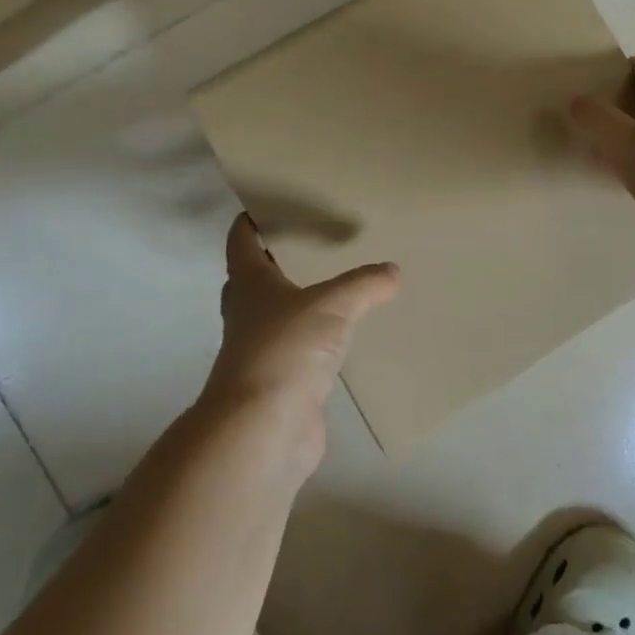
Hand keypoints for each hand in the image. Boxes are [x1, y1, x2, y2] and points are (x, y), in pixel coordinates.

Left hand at [202, 213, 398, 471]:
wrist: (264, 430)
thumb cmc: (286, 349)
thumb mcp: (332, 305)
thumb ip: (364, 284)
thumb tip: (392, 271)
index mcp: (250, 285)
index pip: (242, 242)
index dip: (250, 222)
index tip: (266, 204)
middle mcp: (248, 315)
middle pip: (254, 279)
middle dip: (275, 261)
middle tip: (311, 242)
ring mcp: (262, 352)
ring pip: (277, 316)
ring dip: (298, 302)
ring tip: (337, 285)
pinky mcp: (280, 384)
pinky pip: (299, 351)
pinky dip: (317, 340)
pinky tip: (344, 336)